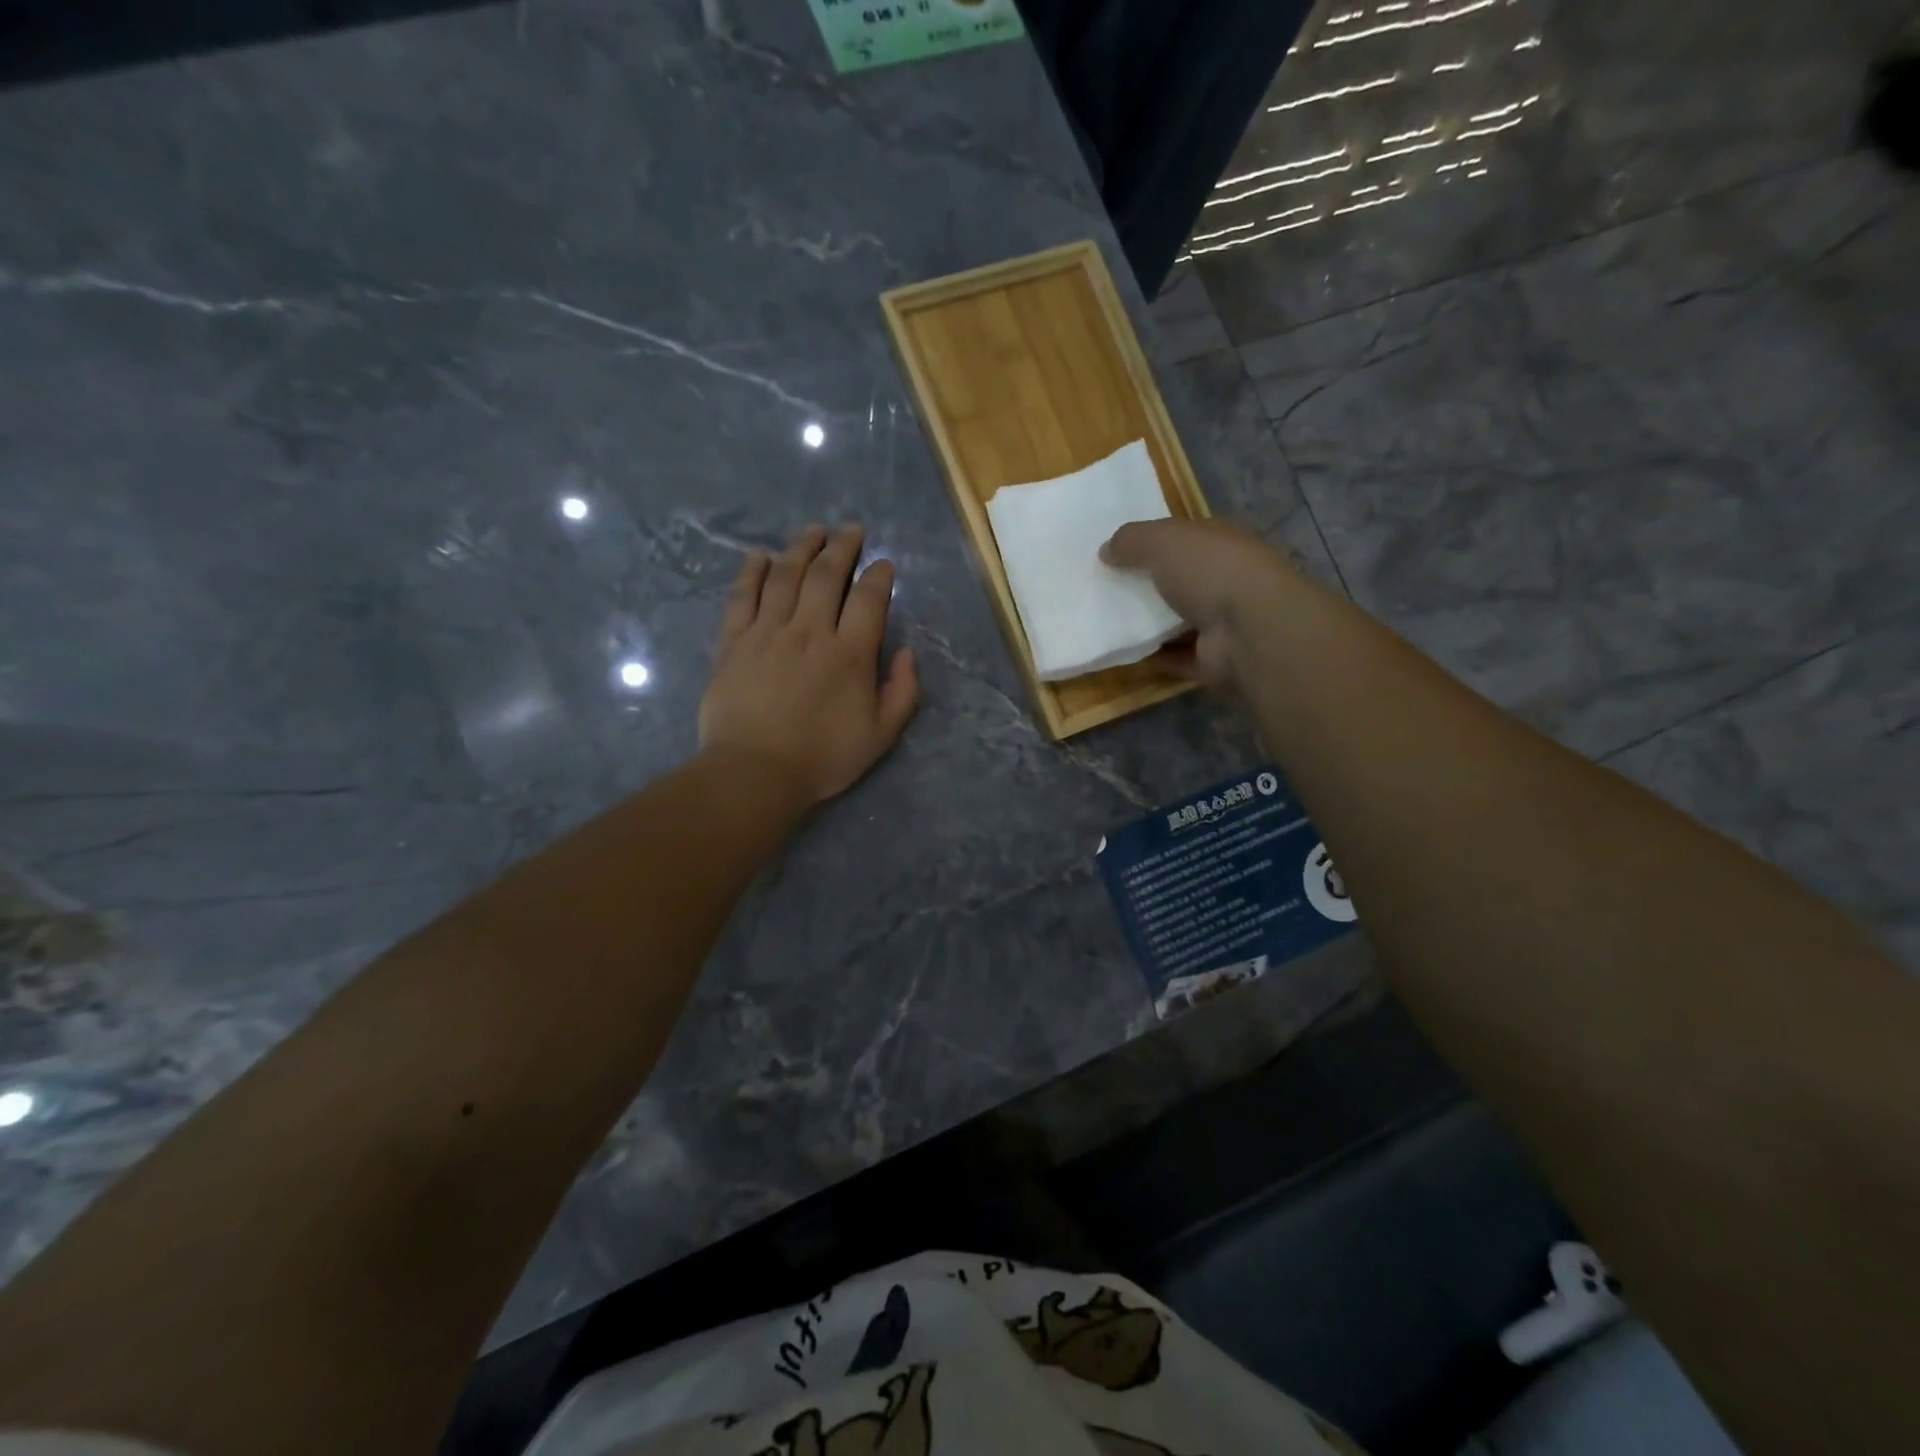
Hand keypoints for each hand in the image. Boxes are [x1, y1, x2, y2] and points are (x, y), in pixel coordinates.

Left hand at [699, 524, 919, 804]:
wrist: (755, 772)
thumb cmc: (823, 757)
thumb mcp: (881, 735)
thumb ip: (902, 691)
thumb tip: (906, 652)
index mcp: (850, 654)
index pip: (869, 598)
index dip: (879, 575)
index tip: (884, 564)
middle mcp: (810, 631)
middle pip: (827, 575)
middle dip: (843, 547)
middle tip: (851, 530)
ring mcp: (768, 632)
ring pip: (786, 575)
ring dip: (802, 547)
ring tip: (813, 531)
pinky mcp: (733, 641)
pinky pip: (743, 596)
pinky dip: (752, 571)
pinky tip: (759, 556)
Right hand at [1102, 517, 1296, 689]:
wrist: (1249, 631)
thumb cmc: (1209, 571)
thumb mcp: (1162, 540)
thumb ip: (1131, 540)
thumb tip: (1105, 550)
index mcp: (1221, 542)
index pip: (1186, 537)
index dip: (1154, 542)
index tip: (1118, 553)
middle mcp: (1226, 578)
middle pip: (1182, 580)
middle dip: (1150, 584)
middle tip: (1107, 590)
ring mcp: (1224, 622)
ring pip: (1180, 620)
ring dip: (1151, 624)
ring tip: (1109, 624)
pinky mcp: (1215, 659)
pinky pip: (1178, 657)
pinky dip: (1156, 657)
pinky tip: (1126, 654)